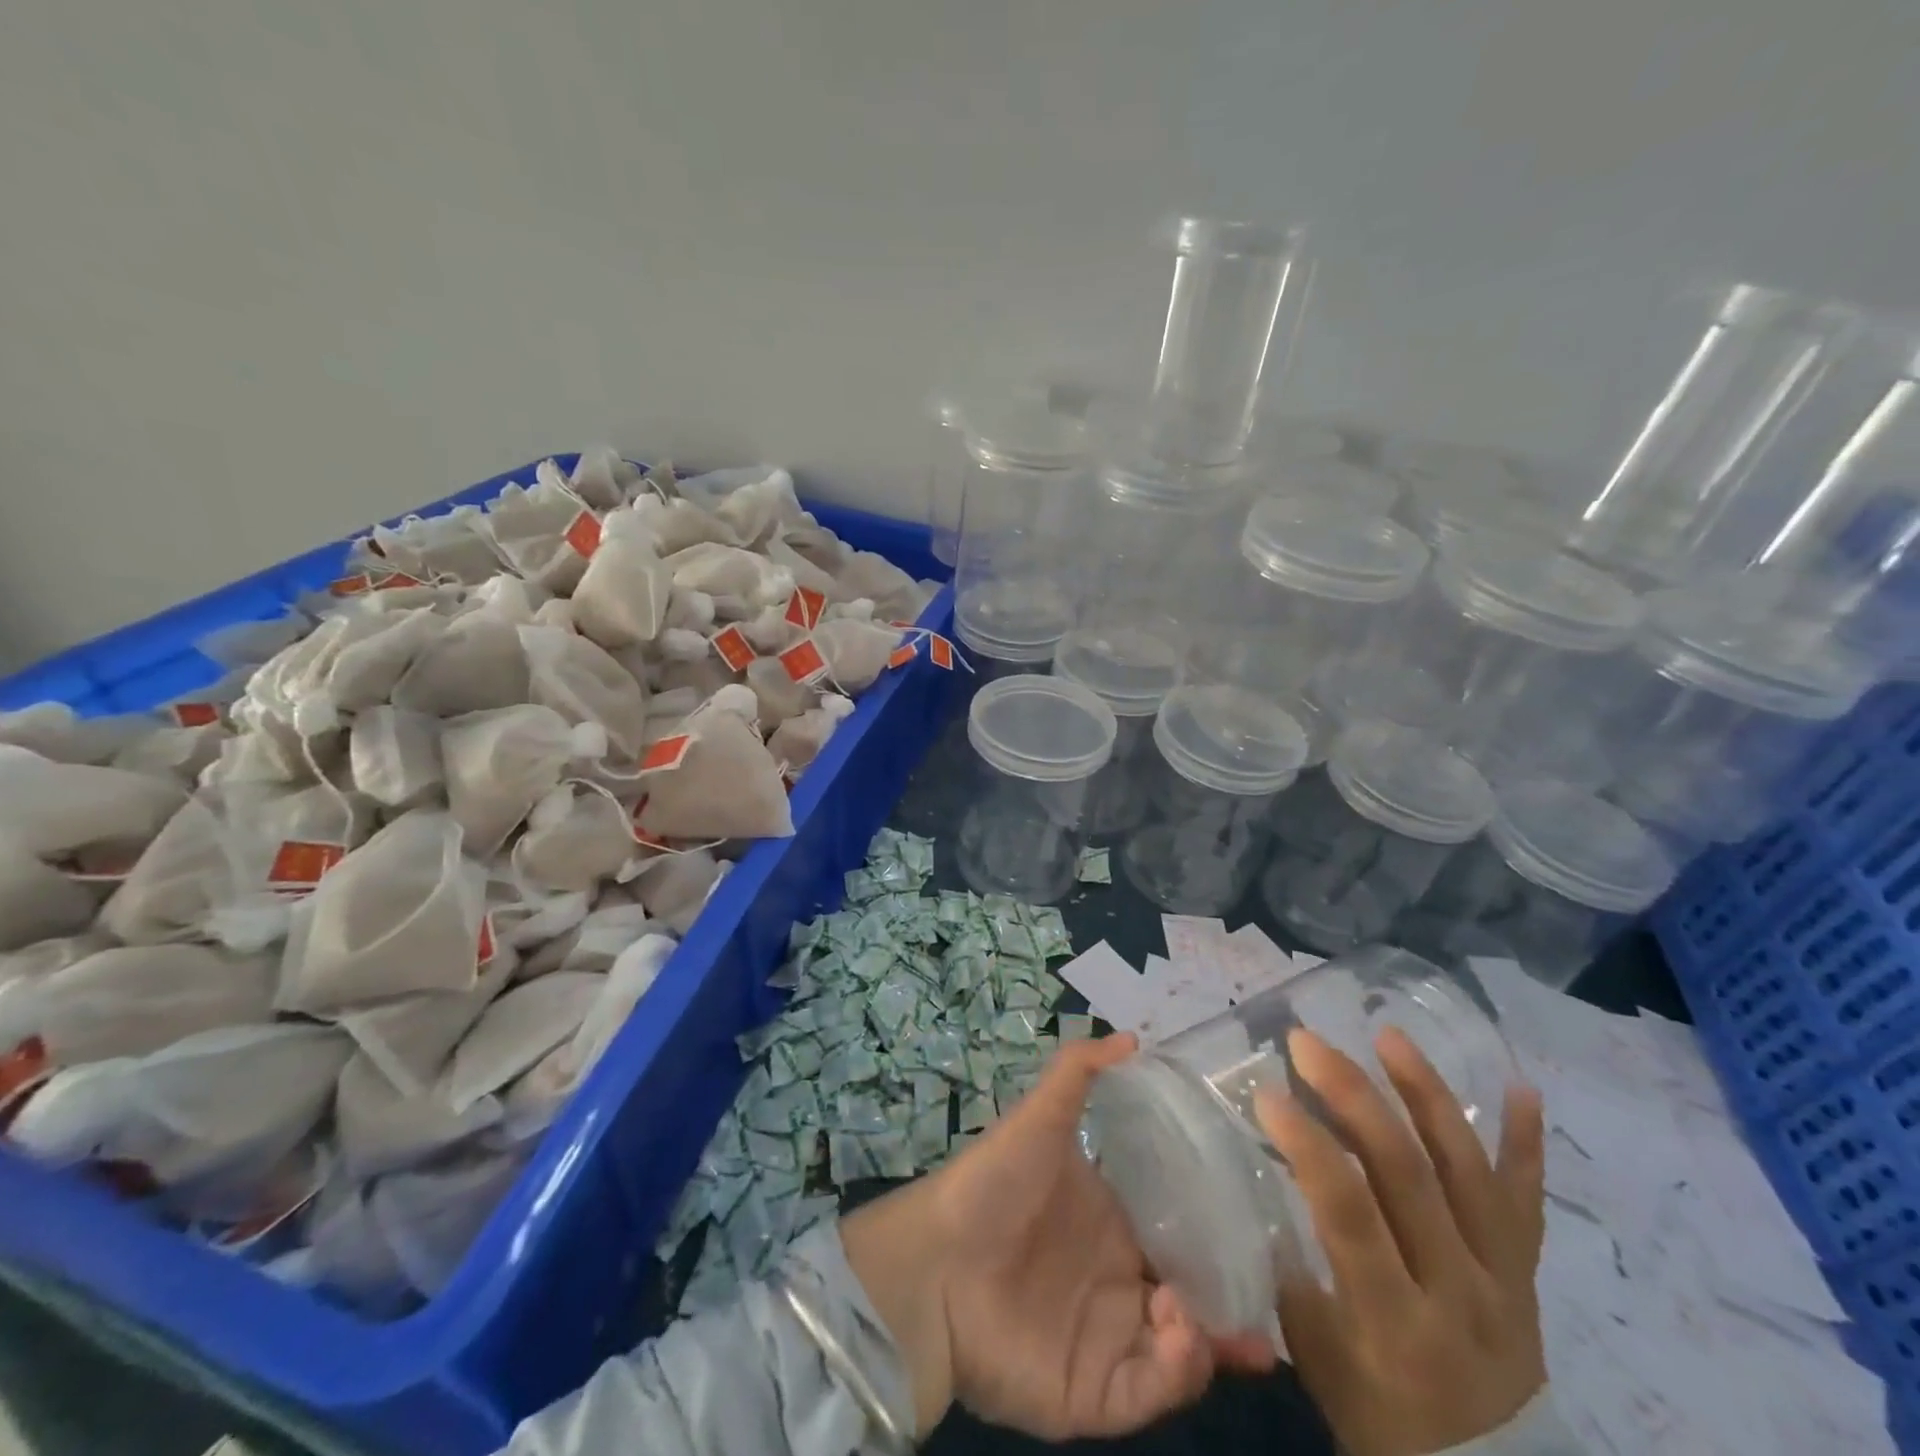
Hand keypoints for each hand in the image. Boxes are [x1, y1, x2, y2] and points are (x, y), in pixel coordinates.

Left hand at [841, 1034, 1266, 1438]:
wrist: (935, 1263)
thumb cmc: (995, 1184)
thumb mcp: (1040, 1116)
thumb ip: (1080, 1071)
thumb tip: (1134, 1037)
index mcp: (1112, 1225)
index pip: (1180, 1237)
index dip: (1218, 1240)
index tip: (1257, 1233)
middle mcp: (1117, 1283)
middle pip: (1192, 1301)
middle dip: (1230, 1306)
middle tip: (1263, 1304)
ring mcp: (1107, 1341)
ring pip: (1182, 1354)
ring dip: (1206, 1337)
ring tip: (1194, 1313)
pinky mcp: (1093, 1395)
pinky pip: (1151, 1394)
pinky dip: (1176, 1374)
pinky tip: (1178, 1336)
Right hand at [1256, 1027, 1547, 1455]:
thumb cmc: (1376, 1416)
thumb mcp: (1315, 1353)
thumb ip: (1287, 1265)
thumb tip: (1254, 1174)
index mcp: (1396, 1323)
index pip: (1351, 1212)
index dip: (1308, 1145)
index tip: (1268, 1091)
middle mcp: (1460, 1294)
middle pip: (1408, 1174)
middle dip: (1352, 1095)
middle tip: (1308, 1041)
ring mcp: (1505, 1281)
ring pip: (1468, 1170)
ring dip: (1426, 1094)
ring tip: (1388, 1035)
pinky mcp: (1529, 1275)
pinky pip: (1528, 1201)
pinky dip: (1527, 1141)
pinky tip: (1518, 1085)